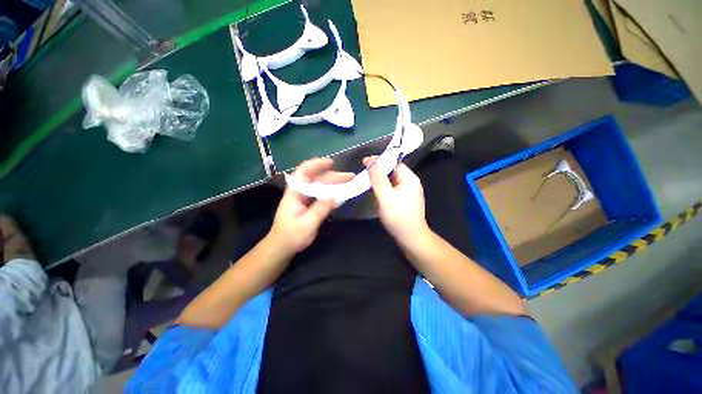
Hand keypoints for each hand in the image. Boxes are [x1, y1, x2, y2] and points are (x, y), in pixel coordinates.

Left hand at [269, 158, 353, 253]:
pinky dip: (332, 193)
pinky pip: (322, 195)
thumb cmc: (291, 236)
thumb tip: (334, 196)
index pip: (303, 172)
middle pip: (317, 179)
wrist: (282, 247)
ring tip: (349, 182)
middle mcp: (300, 193)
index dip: (316, 164)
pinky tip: (341, 194)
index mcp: (295, 193)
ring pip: (321, 186)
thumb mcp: (307, 224)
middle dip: (334, 176)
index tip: (331, 162)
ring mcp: (305, 199)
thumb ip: (320, 209)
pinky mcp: (309, 205)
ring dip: (334, 184)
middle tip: (350, 177)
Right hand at [363, 157, 429, 244]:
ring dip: (380, 178)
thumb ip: (378, 178)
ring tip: (366, 179)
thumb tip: (371, 161)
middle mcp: (410, 182)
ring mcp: (408, 191)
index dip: (379, 160)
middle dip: (378, 169)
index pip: (393, 162)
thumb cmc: (399, 217)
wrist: (411, 238)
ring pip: (391, 179)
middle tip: (363, 171)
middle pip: (393, 170)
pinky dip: (383, 186)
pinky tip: (375, 190)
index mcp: (409, 178)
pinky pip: (392, 188)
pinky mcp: (404, 199)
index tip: (364, 161)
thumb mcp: (386, 196)